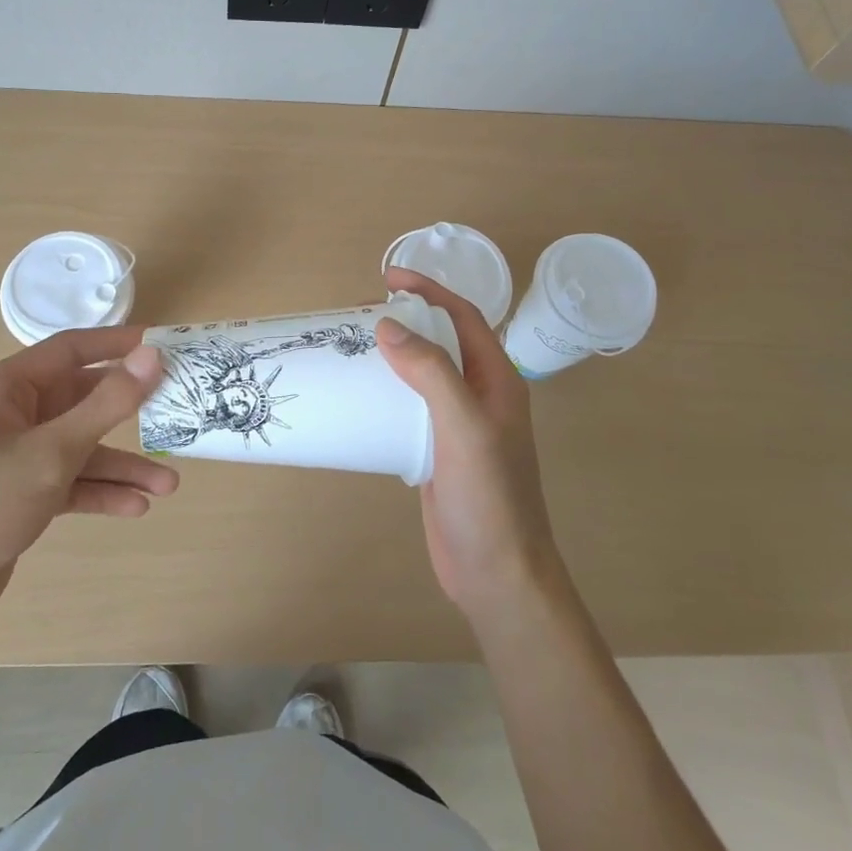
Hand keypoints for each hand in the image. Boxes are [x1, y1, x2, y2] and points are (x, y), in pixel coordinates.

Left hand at [0, 328, 174, 640]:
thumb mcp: (51, 452)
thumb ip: (107, 403)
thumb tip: (153, 355)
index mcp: (6, 389)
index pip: (71, 349)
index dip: (119, 345)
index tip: (166, 345)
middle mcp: (12, 415)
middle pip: (82, 399)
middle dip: (130, 413)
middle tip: (178, 412)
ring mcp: (16, 457)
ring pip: (81, 447)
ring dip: (122, 465)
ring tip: (169, 484)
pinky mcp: (21, 495)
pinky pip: (71, 482)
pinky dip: (101, 493)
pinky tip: (136, 508)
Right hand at [376, 267, 561, 622]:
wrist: (496, 573)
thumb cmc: (488, 497)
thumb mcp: (463, 427)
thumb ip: (431, 373)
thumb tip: (388, 327)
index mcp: (498, 380)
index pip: (464, 317)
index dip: (430, 291)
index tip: (389, 277)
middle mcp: (481, 395)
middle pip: (442, 341)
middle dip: (408, 319)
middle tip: (362, 311)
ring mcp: (459, 425)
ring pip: (424, 374)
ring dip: (395, 355)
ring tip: (354, 345)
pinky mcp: (438, 450)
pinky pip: (412, 407)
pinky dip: (388, 392)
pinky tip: (361, 395)